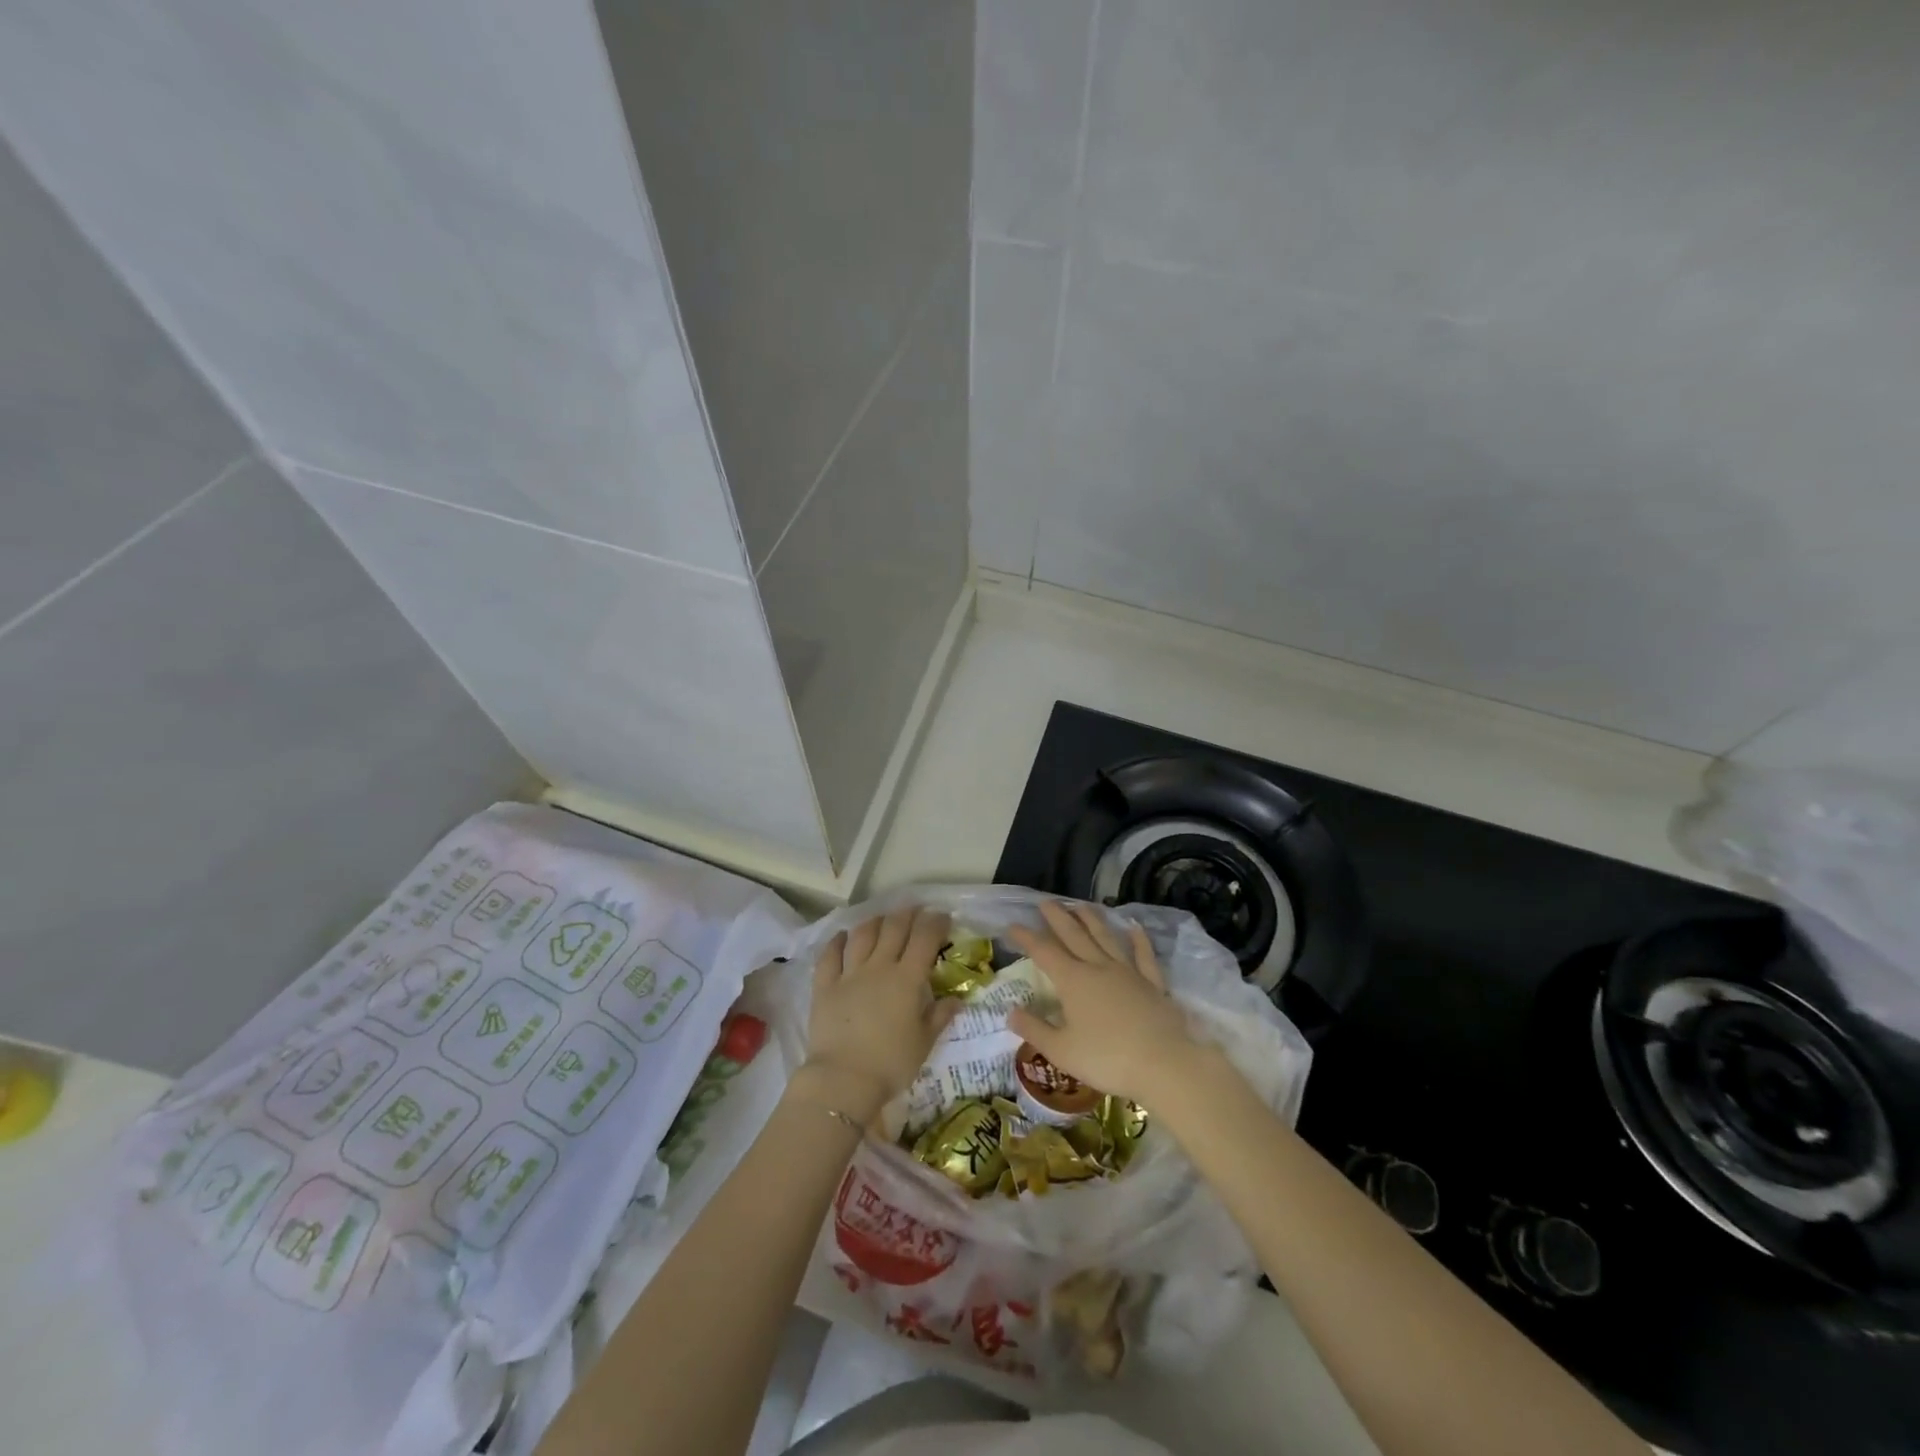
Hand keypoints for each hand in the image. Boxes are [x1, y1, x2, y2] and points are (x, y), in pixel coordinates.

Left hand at [798, 907, 957, 1121]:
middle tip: (915, 910)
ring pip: (862, 935)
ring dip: (875, 921)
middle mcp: (879, 967)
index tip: (943, 917)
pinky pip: (830, 955)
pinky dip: (836, 942)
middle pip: (894, 928)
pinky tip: (842, 935)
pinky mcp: (825, 985)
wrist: (843, 1079)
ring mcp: (849, 973)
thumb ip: (940, 1017)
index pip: (924, 938)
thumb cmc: (890, 1064)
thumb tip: (957, 999)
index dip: (935, 923)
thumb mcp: (924, 1043)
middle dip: (907, 914)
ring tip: (882, 918)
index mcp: (907, 979)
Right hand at [1006, 901, 1202, 1105]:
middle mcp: (1098, 967)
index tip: (1012, 925)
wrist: (1164, 1064)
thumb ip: (1034, 1030)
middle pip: (1074, 935)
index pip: (1043, 952)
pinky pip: (1144, 955)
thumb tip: (1010, 1010)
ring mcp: (1128, 972)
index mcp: (1073, 981)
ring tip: (1081, 905)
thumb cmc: (1107, 1059)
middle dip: (1058, 917)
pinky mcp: (1153, 983)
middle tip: (1046, 902)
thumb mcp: (1061, 1051)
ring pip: (1106, 938)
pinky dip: (1138, 940)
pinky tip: (1134, 928)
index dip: (1026, 937)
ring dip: (1092, 920)